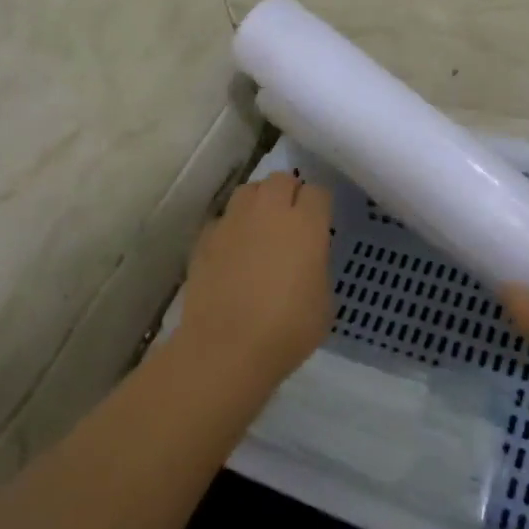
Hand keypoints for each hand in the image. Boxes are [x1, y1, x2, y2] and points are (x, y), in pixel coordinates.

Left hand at [174, 171, 332, 388]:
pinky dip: (231, 228)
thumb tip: (306, 259)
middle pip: (281, 179)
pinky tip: (232, 252)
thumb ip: (317, 267)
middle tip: (290, 221)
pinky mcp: (205, 237)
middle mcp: (269, 211)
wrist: (226, 349)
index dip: (319, 206)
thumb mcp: (323, 302)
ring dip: (258, 202)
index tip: (319, 224)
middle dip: (289, 193)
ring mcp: (233, 221)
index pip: (317, 192)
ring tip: (260, 228)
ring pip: (249, 191)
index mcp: (306, 224)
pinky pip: (223, 219)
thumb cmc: (286, 330)